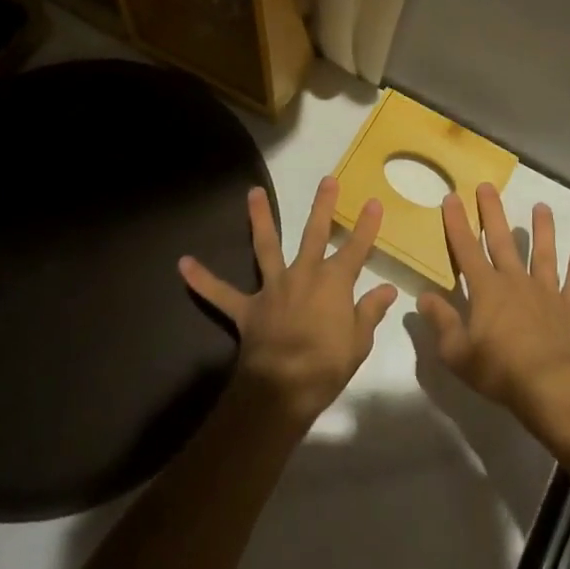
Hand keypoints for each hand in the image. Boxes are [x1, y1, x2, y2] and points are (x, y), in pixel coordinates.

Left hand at [179, 176, 398, 430]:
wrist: (281, 389)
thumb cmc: (326, 366)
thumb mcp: (358, 342)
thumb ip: (369, 312)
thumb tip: (386, 290)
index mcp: (333, 283)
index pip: (356, 249)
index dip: (366, 226)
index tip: (373, 202)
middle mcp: (303, 274)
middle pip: (315, 234)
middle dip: (323, 206)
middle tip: (328, 179)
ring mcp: (273, 288)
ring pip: (266, 246)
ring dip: (259, 218)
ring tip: (252, 192)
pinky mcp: (248, 308)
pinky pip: (221, 293)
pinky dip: (202, 280)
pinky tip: (183, 264)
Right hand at [417, 183, 569, 433]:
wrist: (551, 388)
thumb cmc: (499, 369)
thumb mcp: (457, 352)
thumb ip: (441, 321)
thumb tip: (423, 296)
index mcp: (486, 288)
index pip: (466, 248)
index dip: (457, 222)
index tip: (451, 196)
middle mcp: (515, 281)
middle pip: (502, 240)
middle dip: (492, 212)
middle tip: (488, 186)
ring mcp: (545, 293)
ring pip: (543, 254)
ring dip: (542, 230)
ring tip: (542, 207)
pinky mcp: (568, 310)